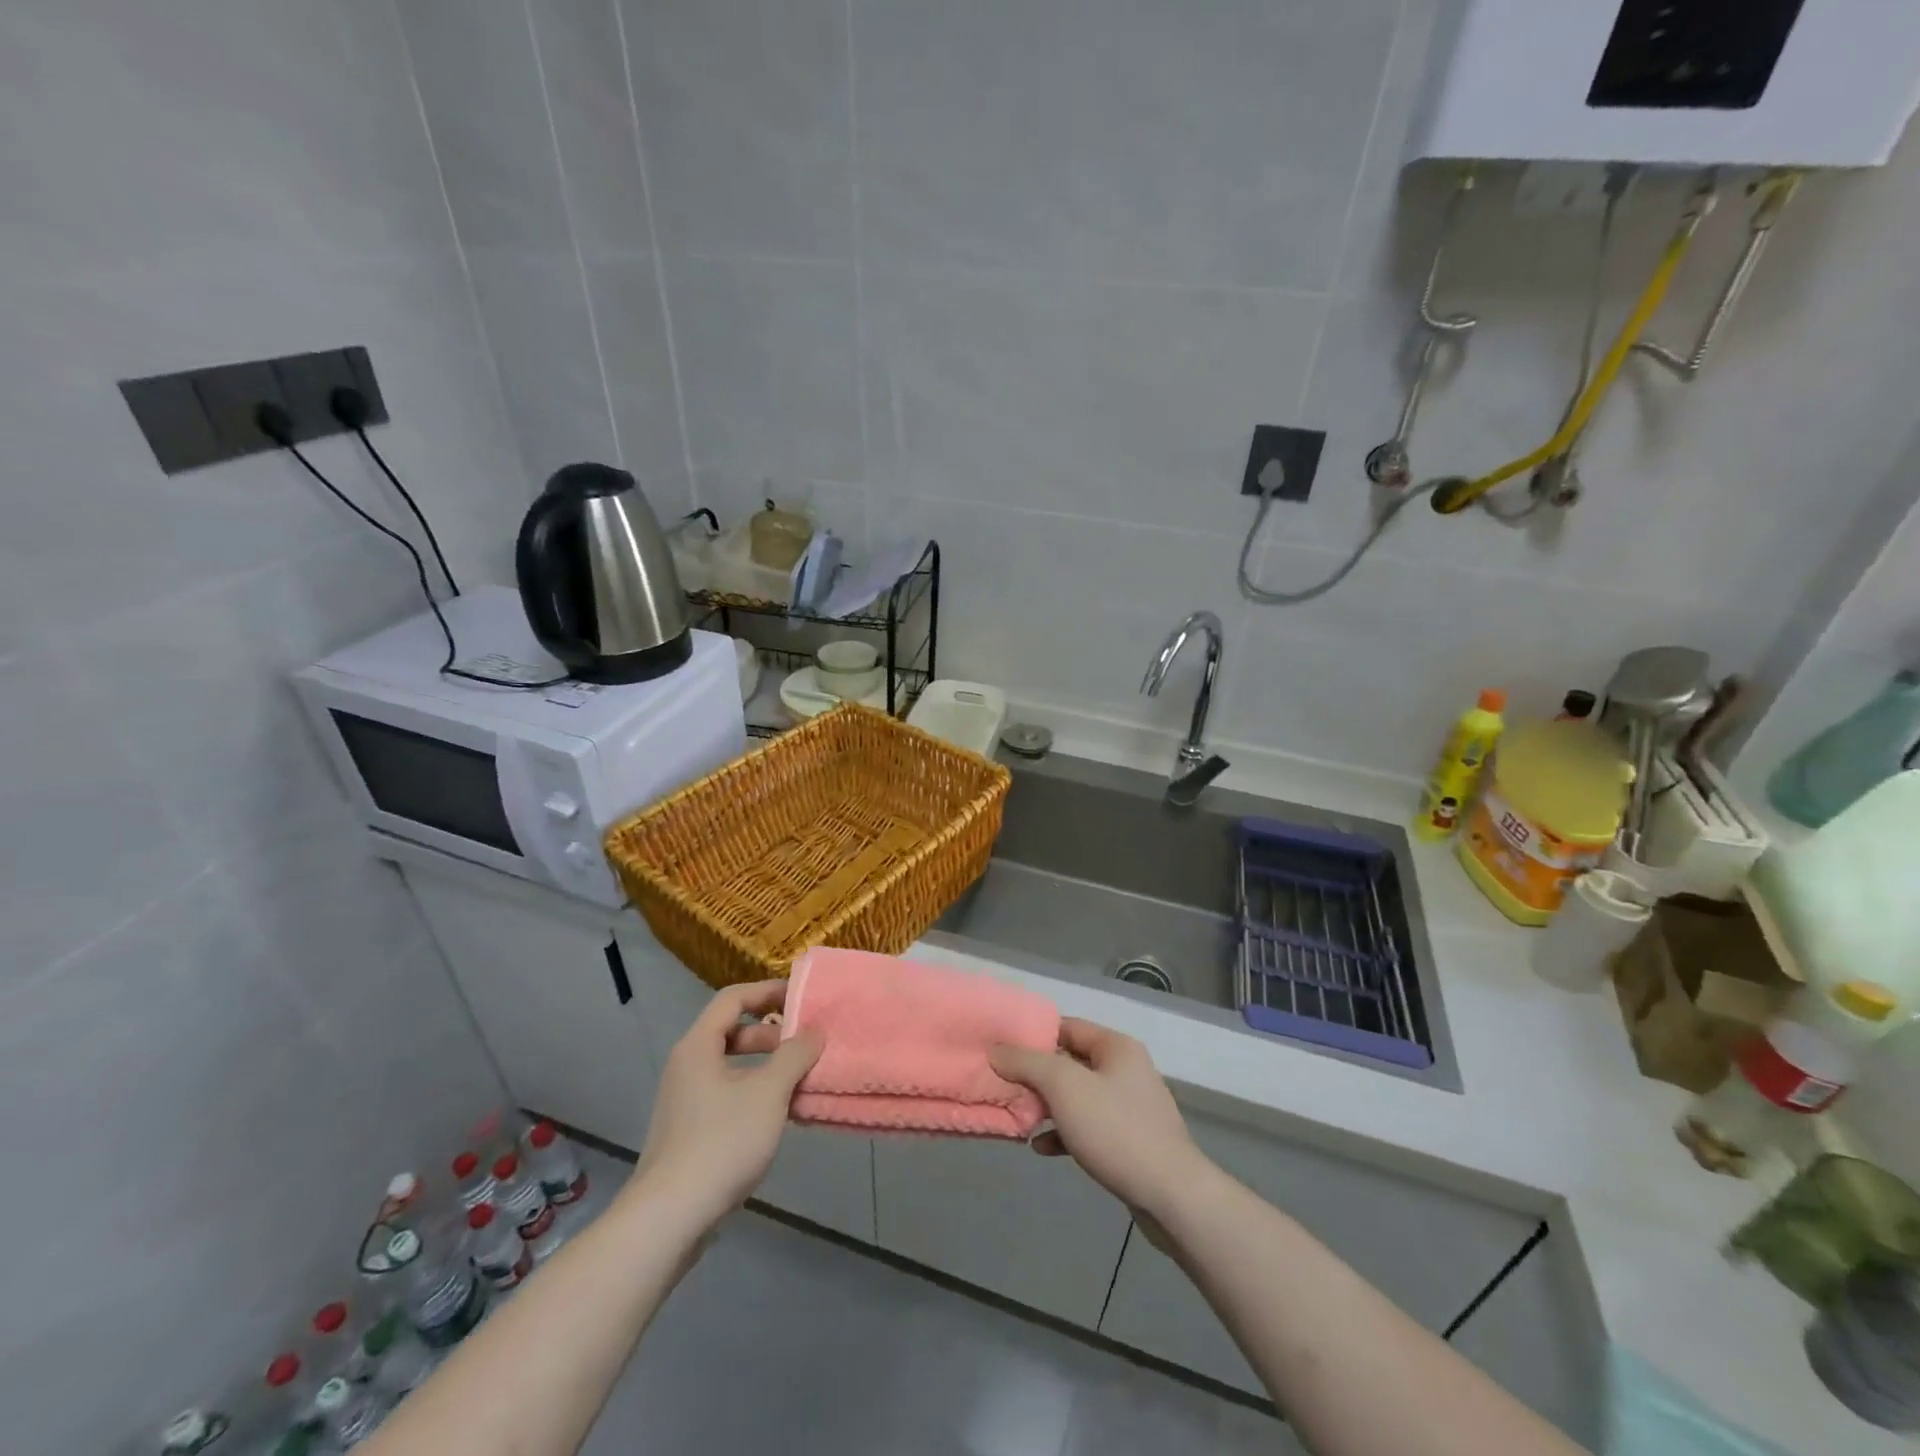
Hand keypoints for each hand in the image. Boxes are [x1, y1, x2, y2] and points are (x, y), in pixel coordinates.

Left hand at [631, 980, 821, 1228]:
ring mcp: (685, 1100)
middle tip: (804, 1045)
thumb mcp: (769, 1092)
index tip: (801, 997)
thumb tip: (814, 1032)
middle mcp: (687, 1066)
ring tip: (800, 1082)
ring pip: (732, 1067)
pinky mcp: (689, 1131)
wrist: (669, 1218)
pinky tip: (780, 1117)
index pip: (733, 998)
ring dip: (767, 1068)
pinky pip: (727, 1095)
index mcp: (698, 1046)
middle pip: (732, 1031)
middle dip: (771, 1034)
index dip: (768, 991)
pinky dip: (755, 1094)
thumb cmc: (722, 1142)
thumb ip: (795, 1055)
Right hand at [990, 1019, 1209, 1217]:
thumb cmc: (1115, 1129)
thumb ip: (1027, 1063)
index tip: (1002, 1047)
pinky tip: (1042, 1147)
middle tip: (1004, 1084)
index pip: (1067, 1026)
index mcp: (1116, 1047)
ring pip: (1078, 1096)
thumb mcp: (1064, 1087)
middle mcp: (1126, 1069)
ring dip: (1048, 1105)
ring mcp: (1130, 1107)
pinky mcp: (1130, 1142)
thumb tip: (996, 1049)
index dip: (1034, 1034)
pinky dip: (1064, 1132)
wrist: (1171, 1196)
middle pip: (1071, 1062)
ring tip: (1018, 1116)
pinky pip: (1089, 1126)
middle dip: (1037, 1074)